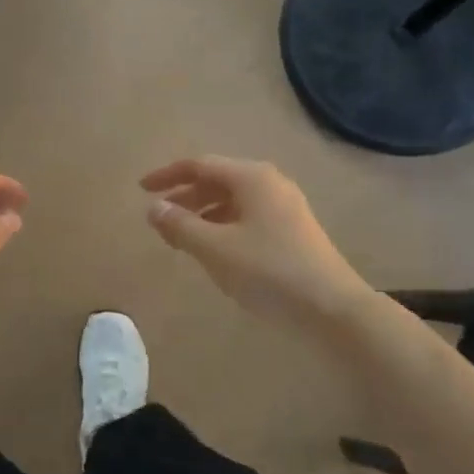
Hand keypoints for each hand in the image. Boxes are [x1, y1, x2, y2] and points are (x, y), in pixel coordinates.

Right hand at [141, 156, 368, 327]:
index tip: (141, 190)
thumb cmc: (268, 271)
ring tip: (180, 239)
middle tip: (159, 219)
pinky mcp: (292, 231)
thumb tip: (153, 207)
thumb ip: (180, 225)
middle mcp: (269, 184)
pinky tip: (213, 251)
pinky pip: (246, 217)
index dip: (167, 176)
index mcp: (251, 178)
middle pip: (217, 180)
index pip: (199, 165)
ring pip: (232, 201)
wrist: (332, 308)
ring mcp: (284, 207)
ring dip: (202, 214)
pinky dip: (222, 227)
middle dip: (184, 197)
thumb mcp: (214, 248)